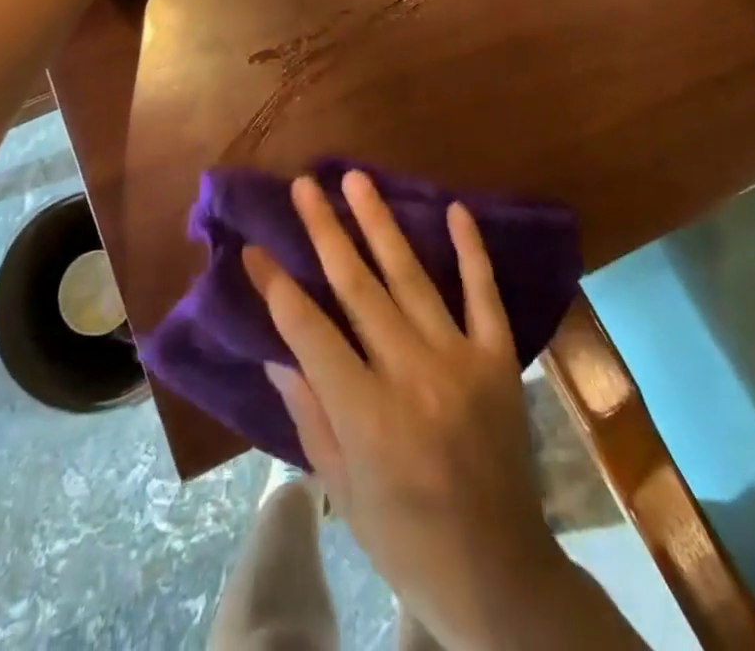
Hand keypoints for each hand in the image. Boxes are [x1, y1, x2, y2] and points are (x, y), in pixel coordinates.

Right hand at [242, 172, 571, 649]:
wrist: (501, 575)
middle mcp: (413, 376)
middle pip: (358, 288)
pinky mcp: (498, 358)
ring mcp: (461, 360)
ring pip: (411, 277)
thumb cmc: (406, 539)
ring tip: (355, 179)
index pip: (310, 333)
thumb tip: (275, 350)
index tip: (253, 247)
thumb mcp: (342, 490)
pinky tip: (455, 208)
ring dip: (380, 223)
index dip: (276, 287)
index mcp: (368, 417)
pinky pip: (483, 292)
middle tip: (304, 186)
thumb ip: (309, 414)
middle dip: (325, 231)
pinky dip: (470, 249)